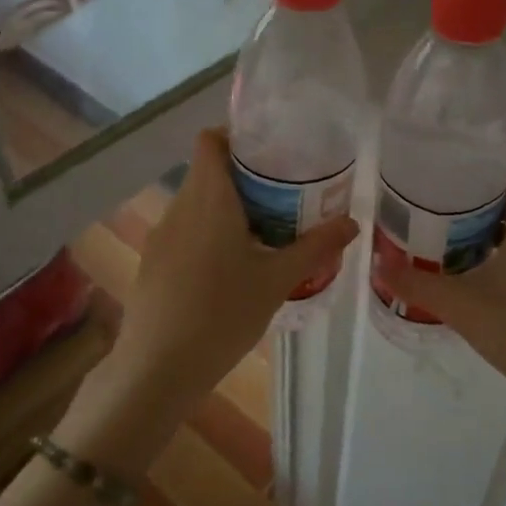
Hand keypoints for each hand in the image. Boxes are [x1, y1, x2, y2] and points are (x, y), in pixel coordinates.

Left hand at [113, 129, 358, 402]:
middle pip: (209, 172)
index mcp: (208, 198)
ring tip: (267, 232)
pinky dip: (210, 234)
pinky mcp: (154, 263)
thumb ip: (315, 247)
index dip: (237, 136)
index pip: (210, 140)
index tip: (272, 153)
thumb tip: (352, 222)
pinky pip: (186, 232)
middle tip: (286, 196)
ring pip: (198, 204)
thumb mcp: (277, 281)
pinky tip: (233, 269)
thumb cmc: (222, 314)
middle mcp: (179, 207)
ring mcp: (162, 236)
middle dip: (246, 178)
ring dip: (229, 209)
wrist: (158, 368)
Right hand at [374, 161, 505, 428]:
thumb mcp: (462, 307)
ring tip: (446, 235)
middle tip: (433, 203)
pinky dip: (505, 250)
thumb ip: (417, 283)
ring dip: (489, 227)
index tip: (447, 167)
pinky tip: (476, 271)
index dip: (482, 162)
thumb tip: (377, 264)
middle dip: (475, 197)